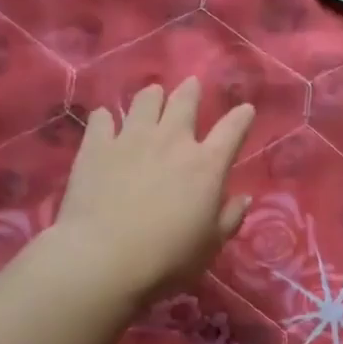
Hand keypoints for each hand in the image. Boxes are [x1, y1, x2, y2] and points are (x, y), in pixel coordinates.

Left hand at [51, 78, 255, 304]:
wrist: (103, 258)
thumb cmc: (167, 258)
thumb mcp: (211, 245)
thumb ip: (229, 218)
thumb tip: (243, 198)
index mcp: (207, 165)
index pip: (232, 130)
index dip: (242, 117)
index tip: (246, 109)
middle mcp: (172, 141)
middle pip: (185, 102)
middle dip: (191, 91)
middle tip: (192, 85)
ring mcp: (131, 139)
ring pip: (145, 101)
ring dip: (152, 96)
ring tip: (152, 95)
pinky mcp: (96, 147)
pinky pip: (101, 120)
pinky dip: (107, 118)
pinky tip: (106, 121)